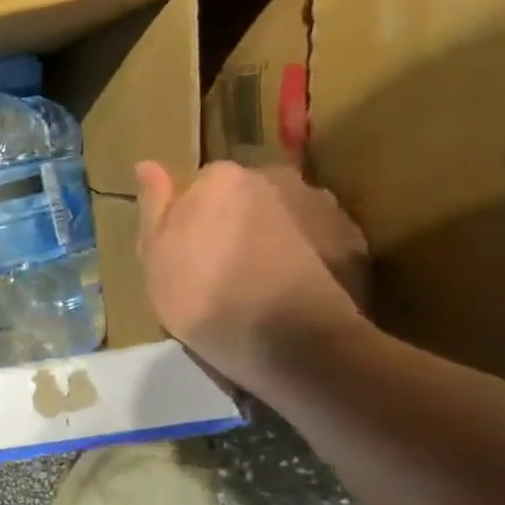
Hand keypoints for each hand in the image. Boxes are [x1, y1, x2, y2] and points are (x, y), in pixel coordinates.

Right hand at [135, 161, 369, 390]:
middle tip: (223, 264)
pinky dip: (307, 255)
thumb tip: (147, 164)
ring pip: (286, 214)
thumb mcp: (154, 254)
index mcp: (222, 178)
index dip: (194, 216)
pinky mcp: (356, 240)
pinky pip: (319, 239)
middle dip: (237, 219)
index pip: (203, 183)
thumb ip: (154, 205)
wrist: (290, 341)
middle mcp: (276, 178)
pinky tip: (292, 289)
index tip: (188, 249)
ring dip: (274, 234)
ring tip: (261, 279)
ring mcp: (323, 207)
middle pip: (249, 194)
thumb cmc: (203, 295)